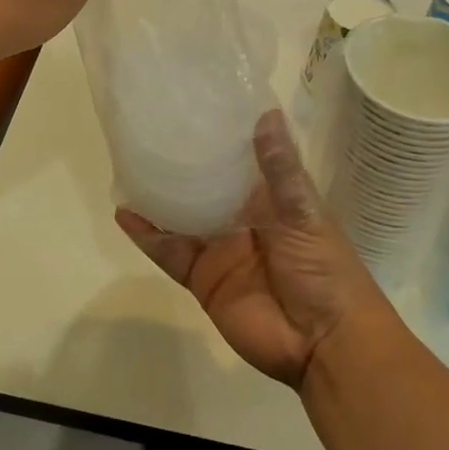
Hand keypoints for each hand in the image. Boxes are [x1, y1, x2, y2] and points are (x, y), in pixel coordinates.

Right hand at [117, 110, 387, 387]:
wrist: (323, 345)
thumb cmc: (324, 270)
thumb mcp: (305, 214)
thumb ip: (280, 170)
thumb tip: (266, 113)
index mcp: (269, 197)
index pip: (239, 158)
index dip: (219, 135)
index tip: (193, 104)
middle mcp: (240, 217)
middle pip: (203, 185)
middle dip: (180, 163)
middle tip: (147, 129)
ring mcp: (218, 247)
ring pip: (179, 215)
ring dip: (156, 195)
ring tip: (125, 164)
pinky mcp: (201, 276)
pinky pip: (169, 252)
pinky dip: (146, 235)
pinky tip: (124, 213)